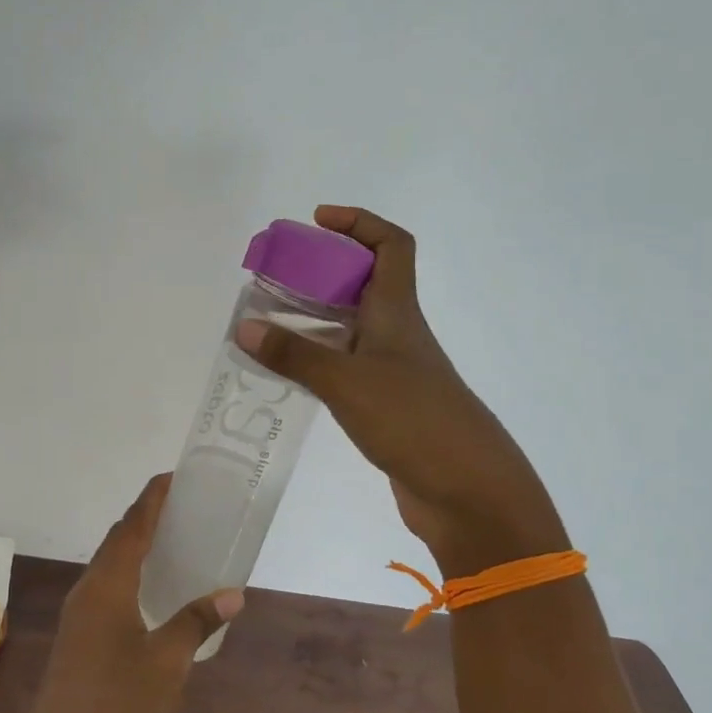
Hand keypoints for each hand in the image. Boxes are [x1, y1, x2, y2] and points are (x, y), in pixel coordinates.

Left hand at [15, 474, 243, 712]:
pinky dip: (129, 573)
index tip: (174, 477)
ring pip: (109, 563)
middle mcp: (88, 588)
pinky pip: (105, 586)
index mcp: (108, 583)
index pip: (133, 525)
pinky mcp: (77, 635)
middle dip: (146, 517)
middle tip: (183, 508)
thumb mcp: (168, 662)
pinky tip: (150, 592)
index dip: (152, 498)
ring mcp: (78, 612)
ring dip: (136, 545)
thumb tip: (233, 593)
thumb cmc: (116, 704)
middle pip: (118, 539)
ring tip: (172, 542)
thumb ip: (197, 621)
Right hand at [237, 205, 569, 575]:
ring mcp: (394, 371)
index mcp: (398, 313)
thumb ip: (294, 354)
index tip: (317, 220)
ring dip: (314, 318)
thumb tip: (244, 327)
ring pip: (352, 328)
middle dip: (321, 271)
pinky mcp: (387, 404)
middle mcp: (398, 333)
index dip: (359, 222)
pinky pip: (346, 366)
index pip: (391, 246)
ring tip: (267, 323)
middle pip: (365, 283)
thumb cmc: (414, 421)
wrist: (467, 492)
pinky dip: (318, 359)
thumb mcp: (346, 382)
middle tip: (274, 277)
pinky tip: (289, 372)